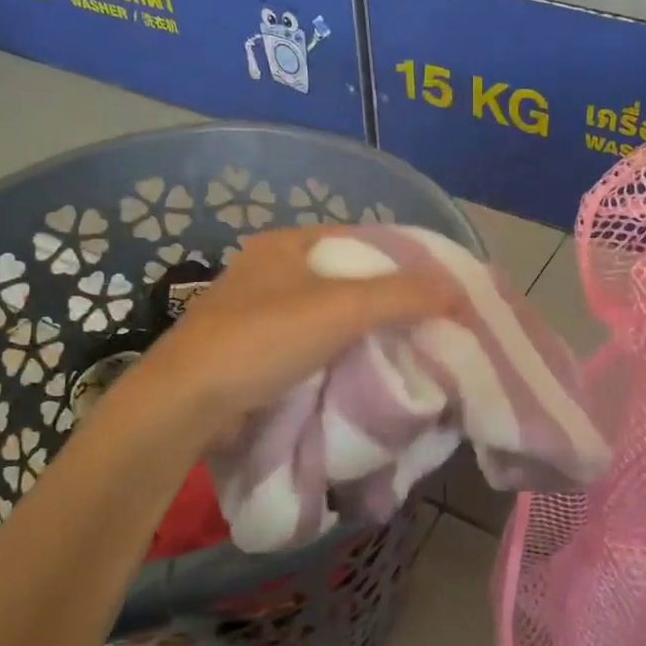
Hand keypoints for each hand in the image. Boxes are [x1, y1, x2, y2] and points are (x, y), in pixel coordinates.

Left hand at [106, 226, 458, 438]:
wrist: (185, 405)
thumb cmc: (263, 339)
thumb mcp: (342, 308)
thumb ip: (404, 295)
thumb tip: (459, 292)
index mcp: (288, 244)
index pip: (363, 240)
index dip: (406, 260)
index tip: (441, 287)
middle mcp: (273, 272)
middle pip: (350, 280)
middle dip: (389, 301)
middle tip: (433, 324)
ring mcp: (260, 314)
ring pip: (332, 317)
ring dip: (366, 333)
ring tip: (411, 350)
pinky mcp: (255, 354)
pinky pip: (314, 347)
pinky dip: (342, 356)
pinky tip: (369, 372)